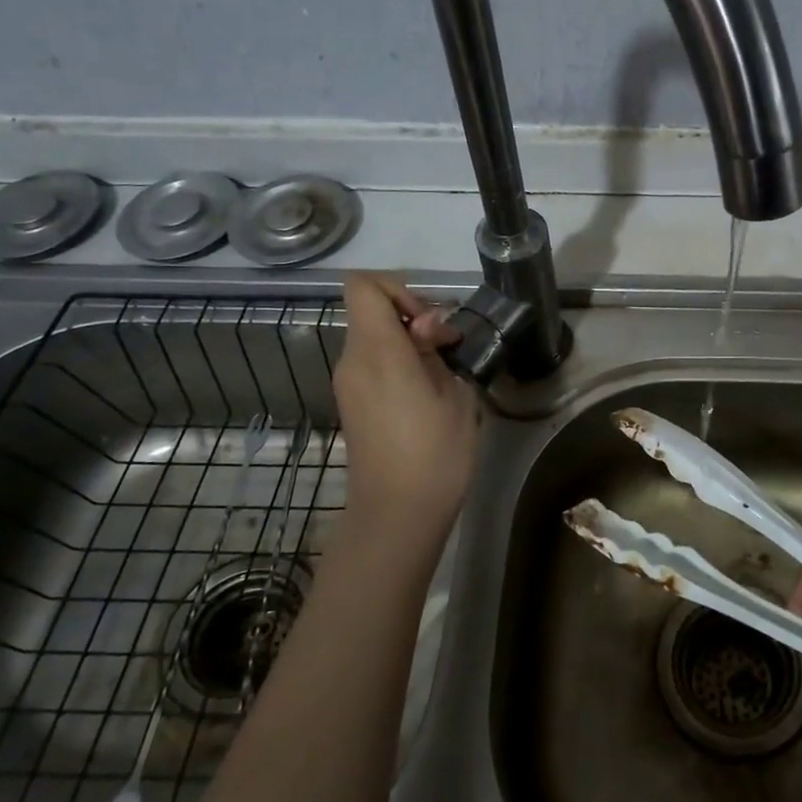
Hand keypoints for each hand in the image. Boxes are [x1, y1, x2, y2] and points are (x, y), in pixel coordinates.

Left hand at [334, 273, 478, 544]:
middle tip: (448, 349)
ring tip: (443, 375)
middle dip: (412, 319)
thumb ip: (437, 351)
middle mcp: (352, 361)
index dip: (398, 289)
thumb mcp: (454, 394)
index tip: (430, 322)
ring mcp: (347, 384)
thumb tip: (427, 332)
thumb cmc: (434, 453)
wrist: (397, 514)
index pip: (362, 286)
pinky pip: (372, 365)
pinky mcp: (352, 404)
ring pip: (373, 339)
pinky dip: (398, 365)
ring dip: (408, 344)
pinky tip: (426, 394)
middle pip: (371, 312)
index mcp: (377, 351)